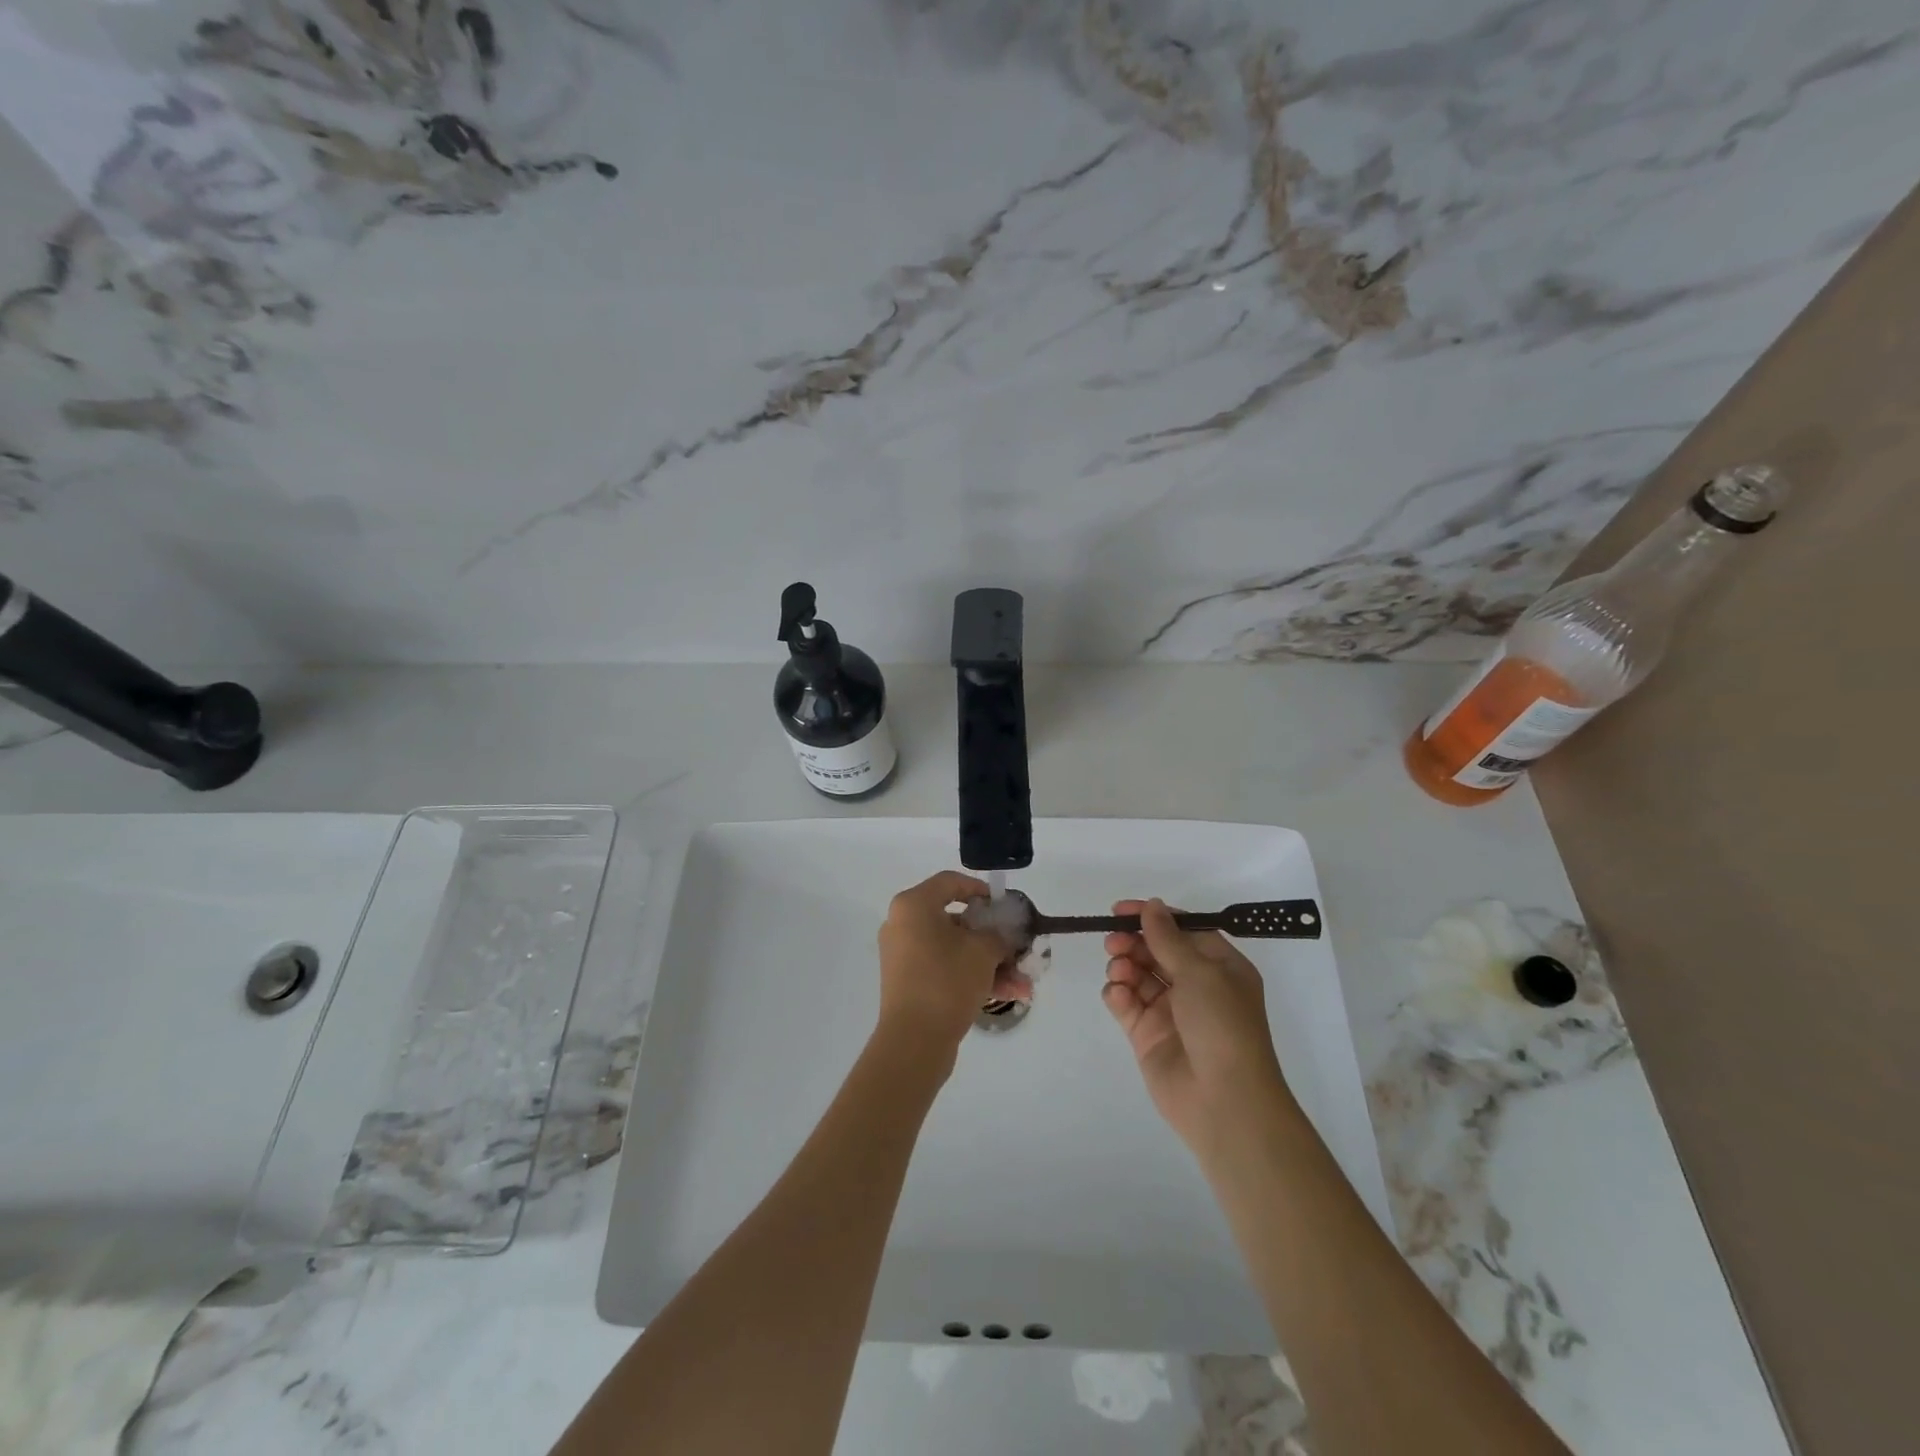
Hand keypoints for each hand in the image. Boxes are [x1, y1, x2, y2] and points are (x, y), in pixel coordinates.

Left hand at [876, 872, 1028, 1060]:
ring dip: (990, 963)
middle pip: (956, 920)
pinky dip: (973, 977)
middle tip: (1018, 947)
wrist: (914, 1041)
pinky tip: (1009, 994)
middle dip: (993, 937)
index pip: (950, 882)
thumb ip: (998, 934)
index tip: (1003, 905)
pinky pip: (946, 969)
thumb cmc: (947, 981)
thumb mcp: (983, 951)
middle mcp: (903, 925)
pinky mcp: (910, 983)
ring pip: (955, 950)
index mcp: (913, 906)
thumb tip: (1000, 935)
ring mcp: (904, 956)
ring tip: (1024, 983)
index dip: (980, 889)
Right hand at [1102, 899, 1300, 1157]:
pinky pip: (1126, 1003)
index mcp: (1220, 967)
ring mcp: (1170, 1011)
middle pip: (1156, 950)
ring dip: (1124, 965)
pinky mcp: (1147, 1034)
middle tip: (1113, 941)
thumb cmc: (1221, 1025)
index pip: (1183, 930)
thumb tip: (1152, 905)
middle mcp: (1196, 986)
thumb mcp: (1200, 972)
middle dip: (1133, 941)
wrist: (1223, 1101)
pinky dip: (1118, 993)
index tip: (1121, 910)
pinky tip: (1118, 994)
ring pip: (1138, 974)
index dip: (1153, 917)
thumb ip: (1168, 937)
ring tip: (1119, 970)